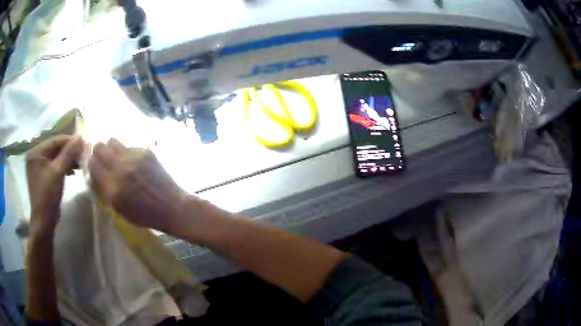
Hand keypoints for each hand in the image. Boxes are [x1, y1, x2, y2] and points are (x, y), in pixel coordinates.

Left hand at [26, 135, 84, 235]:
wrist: (44, 222)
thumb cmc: (48, 196)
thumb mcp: (58, 173)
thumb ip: (68, 153)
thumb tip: (80, 137)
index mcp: (36, 152)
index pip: (55, 140)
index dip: (69, 141)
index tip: (84, 144)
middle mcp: (35, 156)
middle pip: (55, 148)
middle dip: (69, 151)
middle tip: (83, 155)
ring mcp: (38, 166)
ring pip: (56, 156)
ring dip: (68, 159)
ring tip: (79, 164)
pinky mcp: (42, 175)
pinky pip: (54, 165)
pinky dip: (64, 166)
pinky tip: (72, 171)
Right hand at [89, 139, 189, 234]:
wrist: (172, 207)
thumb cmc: (145, 215)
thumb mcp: (119, 209)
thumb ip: (105, 189)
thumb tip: (95, 172)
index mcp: (113, 188)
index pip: (92, 164)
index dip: (91, 164)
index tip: (94, 167)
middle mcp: (121, 169)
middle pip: (99, 147)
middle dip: (98, 153)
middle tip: (104, 160)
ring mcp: (134, 157)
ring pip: (112, 140)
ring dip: (110, 148)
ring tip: (116, 158)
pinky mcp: (145, 151)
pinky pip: (128, 145)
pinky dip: (126, 152)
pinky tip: (133, 162)